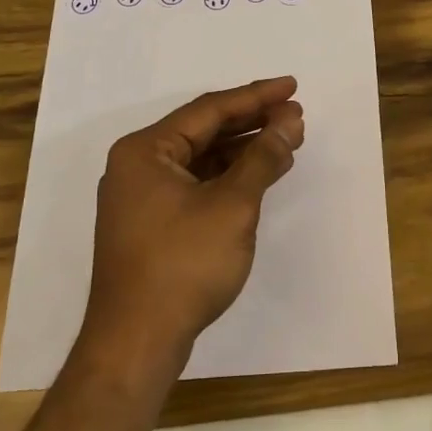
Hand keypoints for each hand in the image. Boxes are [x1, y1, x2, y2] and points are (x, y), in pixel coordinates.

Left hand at [85, 77, 305, 367]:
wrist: (136, 343)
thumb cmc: (183, 265)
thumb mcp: (232, 205)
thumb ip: (263, 158)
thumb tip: (290, 121)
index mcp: (145, 150)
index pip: (209, 110)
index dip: (255, 97)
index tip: (292, 87)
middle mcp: (137, 165)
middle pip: (204, 131)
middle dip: (252, 123)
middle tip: (295, 114)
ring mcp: (142, 197)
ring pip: (201, 159)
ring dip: (243, 150)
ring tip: (286, 141)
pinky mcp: (151, 224)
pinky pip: (195, 184)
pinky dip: (228, 177)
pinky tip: (259, 176)